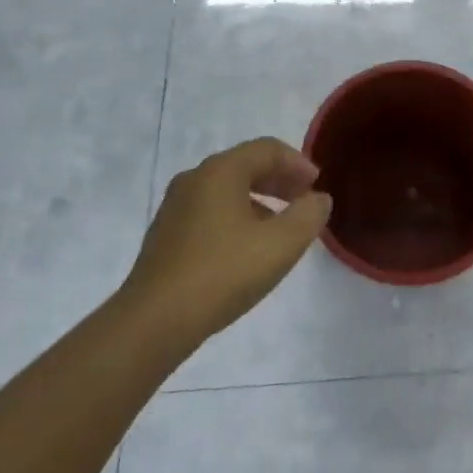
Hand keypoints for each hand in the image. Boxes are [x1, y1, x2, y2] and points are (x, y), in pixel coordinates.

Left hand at [122, 138, 331, 346]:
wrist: (154, 322)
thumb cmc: (223, 272)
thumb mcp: (280, 244)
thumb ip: (308, 216)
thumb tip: (319, 199)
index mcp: (221, 171)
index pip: (267, 149)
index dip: (298, 163)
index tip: (317, 186)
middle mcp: (195, 179)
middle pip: (246, 165)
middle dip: (279, 180)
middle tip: (304, 201)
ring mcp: (175, 207)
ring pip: (227, 190)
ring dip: (260, 200)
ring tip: (280, 227)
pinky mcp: (166, 235)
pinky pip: (210, 211)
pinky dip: (237, 216)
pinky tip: (247, 248)